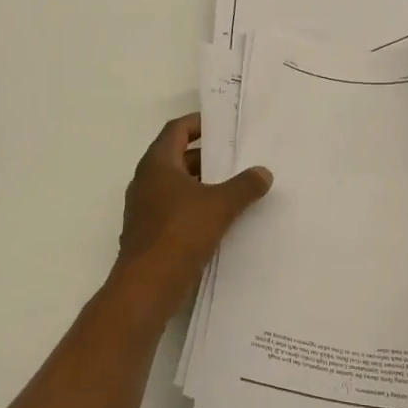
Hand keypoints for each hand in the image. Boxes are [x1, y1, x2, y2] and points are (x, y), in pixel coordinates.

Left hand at [115, 113, 272, 312]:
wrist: (148, 284)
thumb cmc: (180, 233)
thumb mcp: (220, 205)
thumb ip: (244, 186)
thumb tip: (263, 172)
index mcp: (157, 164)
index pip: (176, 130)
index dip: (198, 123)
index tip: (221, 125)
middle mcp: (146, 180)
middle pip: (176, 157)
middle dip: (205, 156)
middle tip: (235, 156)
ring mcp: (144, 208)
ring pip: (175, 185)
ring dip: (201, 183)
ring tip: (233, 186)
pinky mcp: (148, 232)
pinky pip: (173, 209)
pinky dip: (194, 206)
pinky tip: (218, 218)